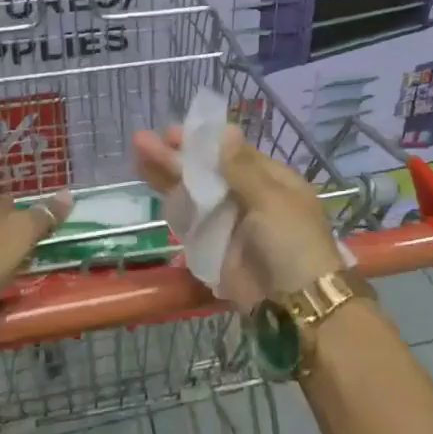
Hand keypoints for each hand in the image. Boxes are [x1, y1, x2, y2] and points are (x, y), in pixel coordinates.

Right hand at [132, 125, 343, 312]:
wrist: (294, 304)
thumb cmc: (292, 242)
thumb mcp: (272, 199)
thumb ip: (242, 168)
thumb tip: (227, 129)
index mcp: (270, 181)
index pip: (232, 154)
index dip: (203, 142)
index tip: (175, 131)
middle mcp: (247, 198)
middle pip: (207, 171)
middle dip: (177, 155)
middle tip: (144, 139)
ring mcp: (227, 222)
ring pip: (192, 193)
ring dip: (167, 174)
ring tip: (138, 151)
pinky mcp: (211, 246)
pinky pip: (188, 220)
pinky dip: (170, 203)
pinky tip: (149, 182)